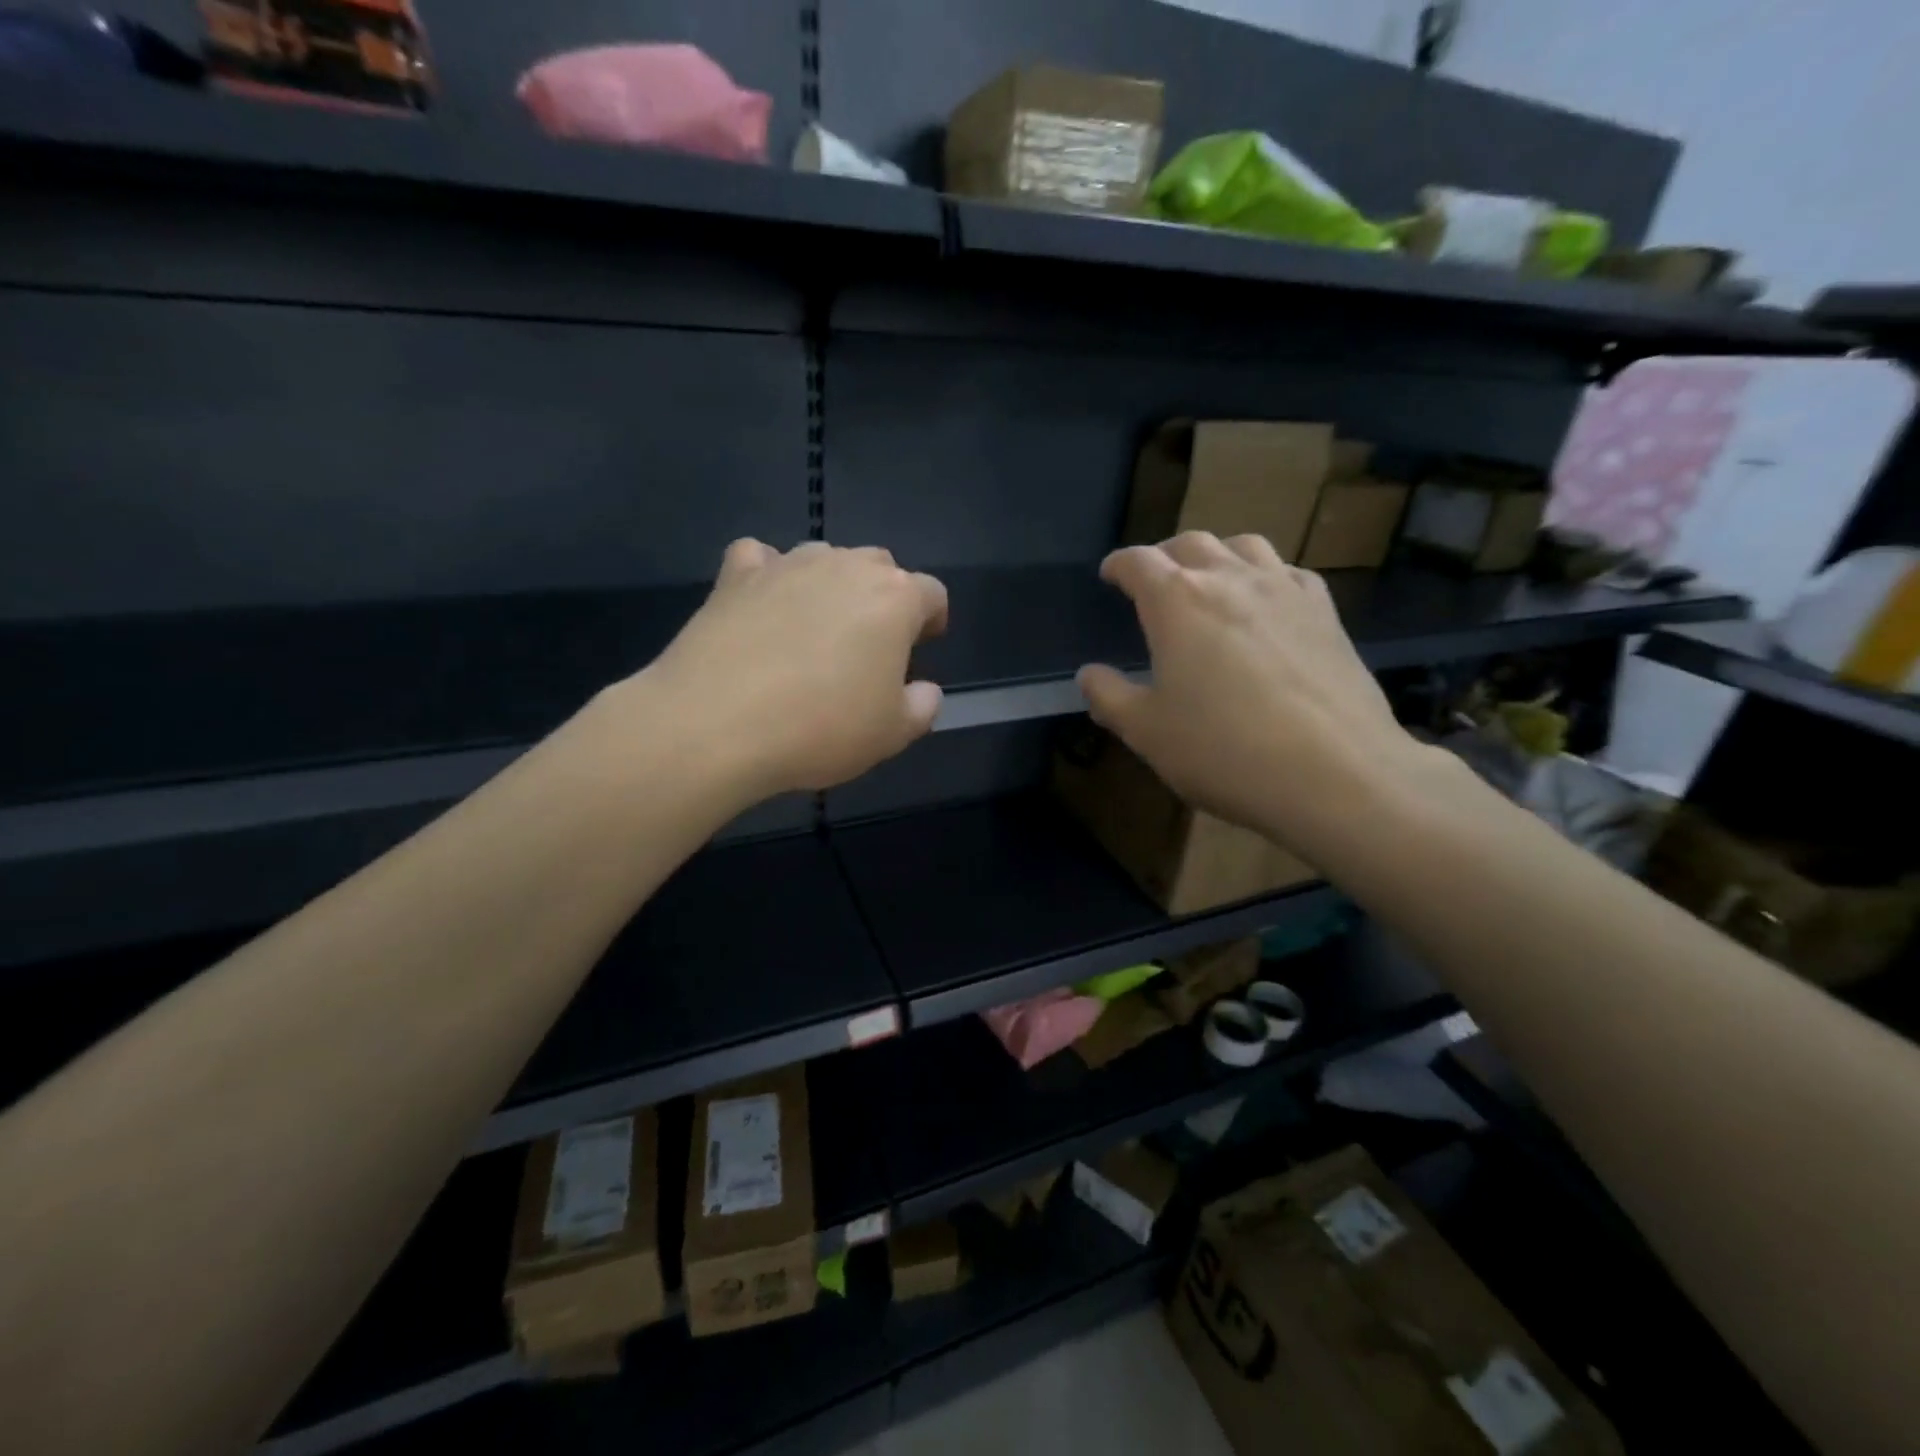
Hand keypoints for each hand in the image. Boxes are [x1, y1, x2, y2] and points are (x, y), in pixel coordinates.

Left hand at [629, 539, 946, 800]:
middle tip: (870, 643)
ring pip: (825, 557)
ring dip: (831, 584)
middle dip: (884, 597)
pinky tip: (763, 604)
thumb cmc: (820, 728)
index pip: (931, 593)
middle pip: (880, 566)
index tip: (923, 644)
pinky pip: (761, 558)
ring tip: (816, 628)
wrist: (716, 724)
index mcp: (895, 599)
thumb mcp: (892, 734)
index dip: (932, 618)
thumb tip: (925, 690)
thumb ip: (922, 706)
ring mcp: (788, 564)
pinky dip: (769, 574)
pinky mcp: (736, 575)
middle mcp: (846, 566)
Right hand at [1077, 532, 1430, 850]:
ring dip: (1218, 555)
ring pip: (1245, 545)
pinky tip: (1267, 605)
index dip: (1119, 565)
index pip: (1138, 561)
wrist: (1334, 773)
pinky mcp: (1326, 613)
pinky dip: (1266, 576)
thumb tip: (1089, 674)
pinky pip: (1289, 572)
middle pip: (1191, 543)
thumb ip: (1110, 697)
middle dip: (1165, 556)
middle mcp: (1230, 579)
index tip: (1110, 575)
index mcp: (1176, 601)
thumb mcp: (1147, 732)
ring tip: (1211, 581)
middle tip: (1155, 581)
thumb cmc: (1223, 750)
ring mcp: (1284, 590)